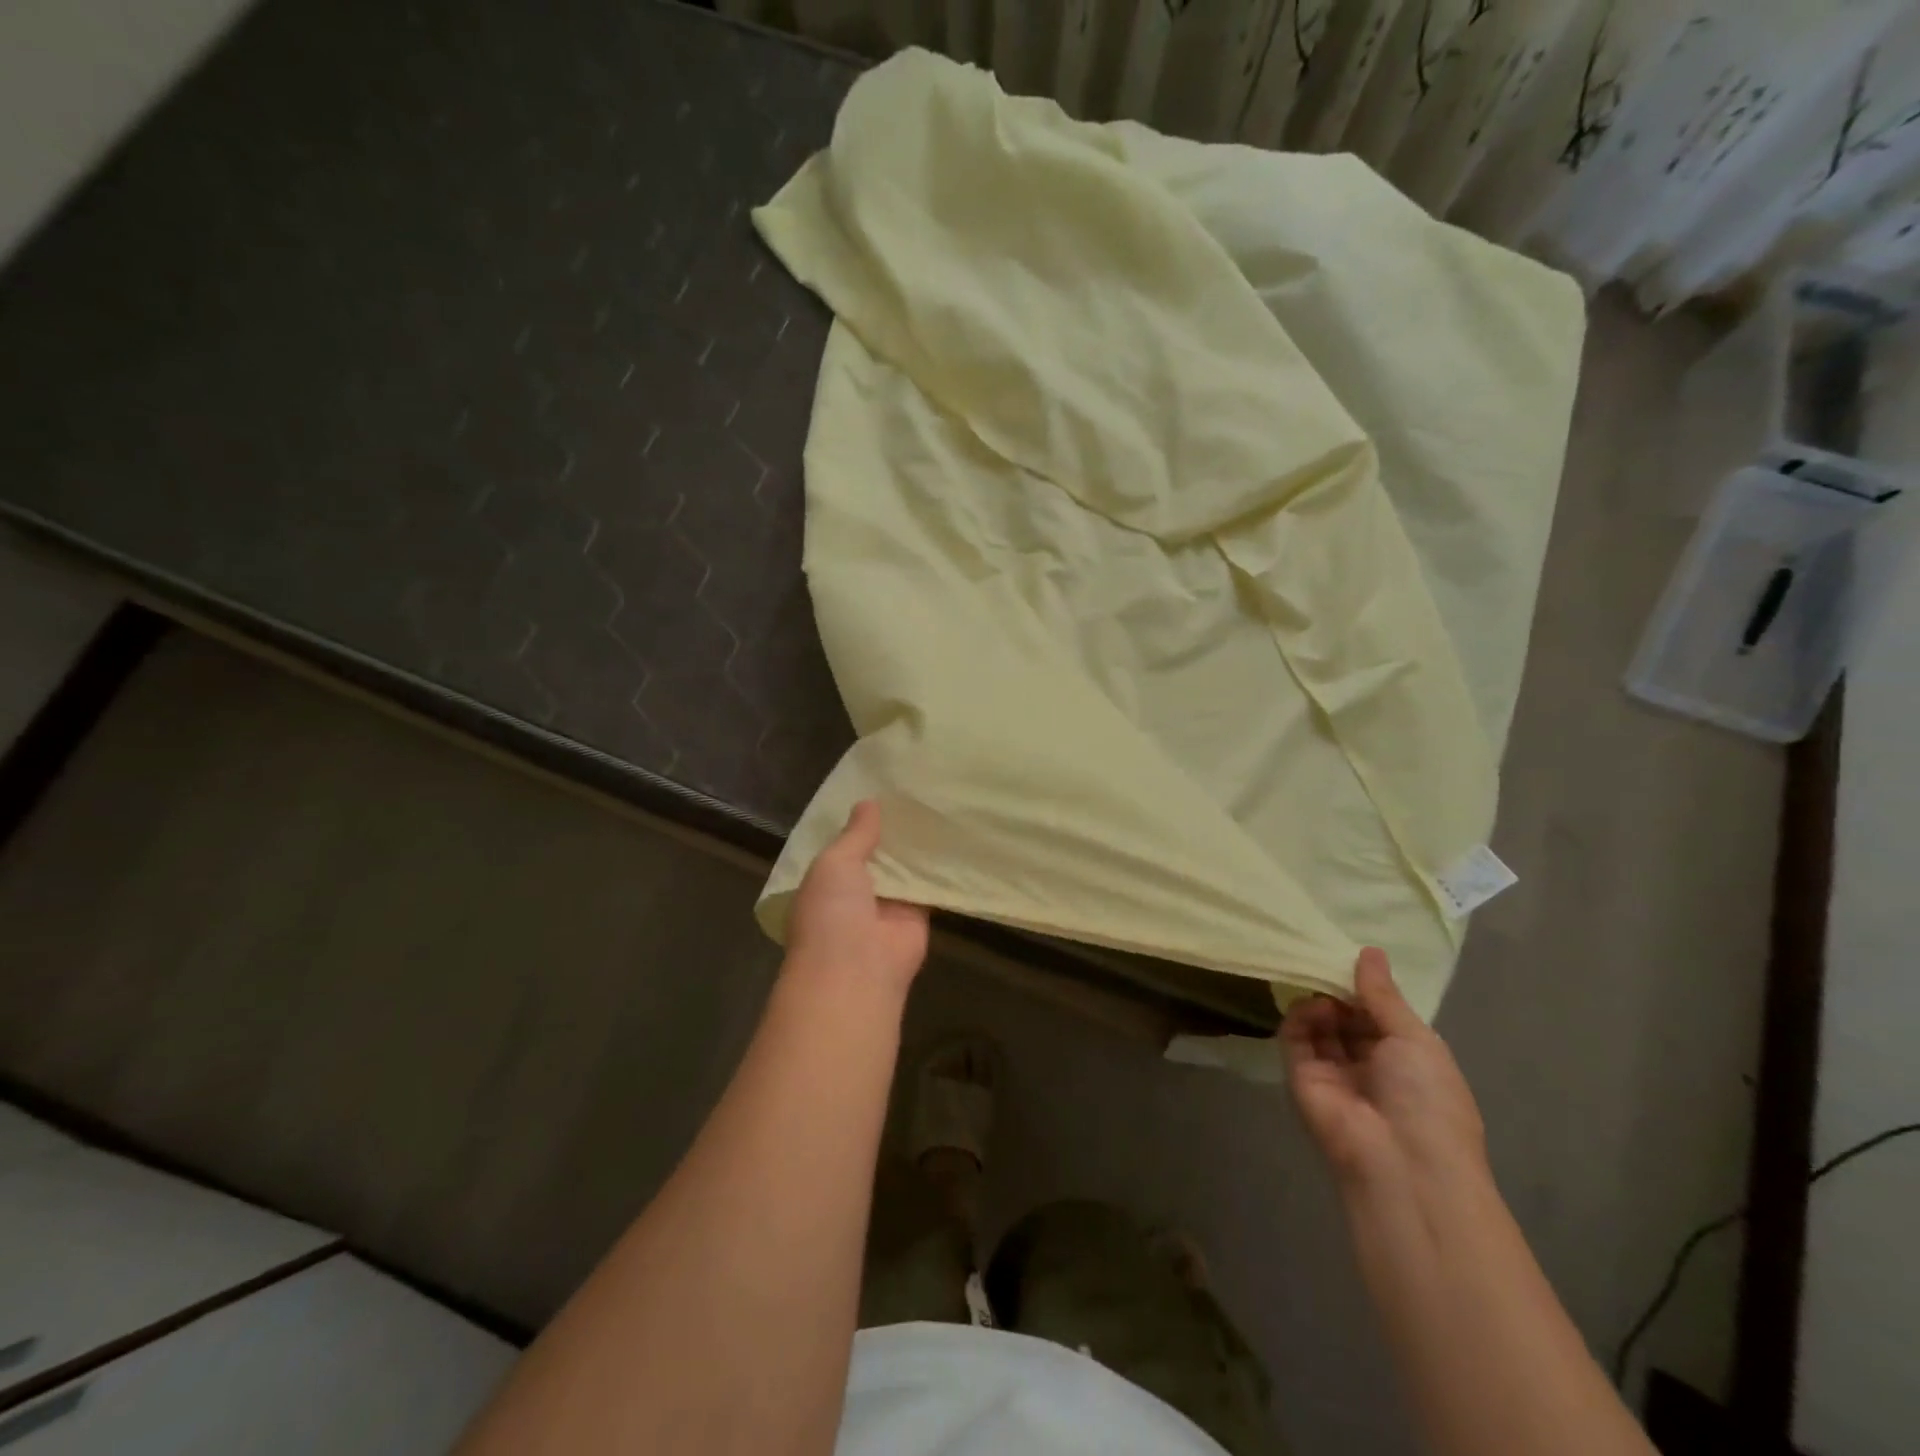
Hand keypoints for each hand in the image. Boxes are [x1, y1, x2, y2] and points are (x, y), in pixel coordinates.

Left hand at [785, 800, 929, 990]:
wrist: (857, 969)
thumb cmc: (831, 911)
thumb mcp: (834, 862)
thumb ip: (855, 834)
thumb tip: (868, 802)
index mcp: (825, 881)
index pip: (842, 847)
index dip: (858, 823)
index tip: (878, 790)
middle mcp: (855, 893)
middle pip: (877, 856)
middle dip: (890, 831)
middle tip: (914, 791)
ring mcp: (887, 906)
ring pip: (904, 869)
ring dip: (916, 847)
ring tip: (937, 804)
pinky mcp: (918, 916)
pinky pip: (929, 886)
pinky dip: (939, 868)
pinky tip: (954, 836)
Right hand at [1282, 948, 1485, 1192]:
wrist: (1401, 1162)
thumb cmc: (1427, 1100)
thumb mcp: (1416, 1039)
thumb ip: (1383, 995)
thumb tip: (1369, 951)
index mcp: (1406, 1060)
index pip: (1379, 1015)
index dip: (1367, 989)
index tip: (1354, 958)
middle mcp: (1369, 1066)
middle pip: (1346, 1018)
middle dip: (1339, 991)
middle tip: (1328, 961)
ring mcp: (1333, 1072)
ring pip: (1319, 1025)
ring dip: (1321, 1001)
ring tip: (1325, 990)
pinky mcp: (1301, 1077)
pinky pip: (1296, 1038)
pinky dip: (1301, 1017)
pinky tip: (1315, 1006)